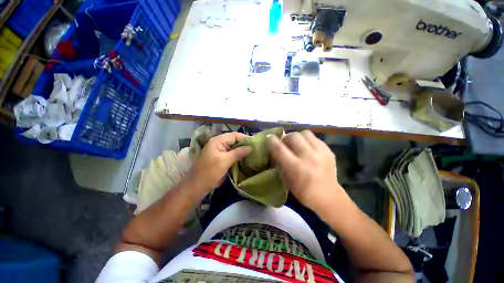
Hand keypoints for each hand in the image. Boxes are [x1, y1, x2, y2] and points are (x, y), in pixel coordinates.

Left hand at [186, 132, 251, 198]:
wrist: (196, 187)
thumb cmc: (209, 172)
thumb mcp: (224, 161)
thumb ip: (238, 153)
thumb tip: (251, 147)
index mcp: (218, 141)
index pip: (234, 135)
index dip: (245, 138)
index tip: (255, 144)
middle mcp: (219, 144)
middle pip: (234, 141)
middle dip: (244, 145)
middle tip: (255, 150)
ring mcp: (219, 151)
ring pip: (233, 148)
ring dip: (242, 151)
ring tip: (252, 154)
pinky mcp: (220, 159)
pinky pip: (231, 154)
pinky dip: (238, 156)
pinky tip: (245, 159)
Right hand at [267, 130, 344, 210]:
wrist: (328, 196)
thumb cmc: (302, 191)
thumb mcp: (286, 179)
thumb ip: (280, 162)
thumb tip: (275, 149)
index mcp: (295, 167)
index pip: (279, 148)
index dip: (272, 140)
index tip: (269, 137)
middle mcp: (308, 157)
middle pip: (293, 136)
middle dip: (286, 138)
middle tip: (286, 143)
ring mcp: (320, 153)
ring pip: (305, 133)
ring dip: (298, 137)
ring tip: (298, 143)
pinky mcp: (329, 151)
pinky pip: (315, 138)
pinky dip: (308, 141)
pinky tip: (308, 148)